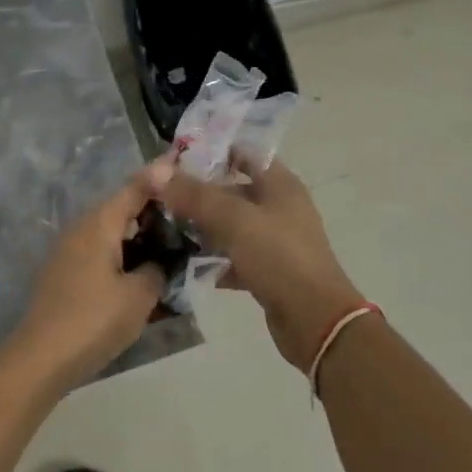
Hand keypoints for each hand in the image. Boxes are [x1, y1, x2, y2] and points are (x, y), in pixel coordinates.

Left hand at [14, 175, 164, 387]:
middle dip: (152, 210)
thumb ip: (156, 269)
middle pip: (121, 209)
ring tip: (169, 246)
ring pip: (110, 233)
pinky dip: (121, 256)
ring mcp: (68, 250)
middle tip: (186, 216)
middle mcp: (81, 228)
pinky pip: (100, 253)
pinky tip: (140, 274)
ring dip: (137, 237)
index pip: (135, 188)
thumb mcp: (139, 296)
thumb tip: (158, 261)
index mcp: (100, 223)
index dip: (159, 177)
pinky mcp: (63, 273)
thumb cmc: (94, 320)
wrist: (40, 359)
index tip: (180, 163)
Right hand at [147, 157, 364, 370]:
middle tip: (160, 195)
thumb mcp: (233, 220)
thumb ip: (194, 195)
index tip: (173, 160)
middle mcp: (279, 206)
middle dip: (198, 192)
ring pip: (231, 225)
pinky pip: (233, 256)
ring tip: (164, 227)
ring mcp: (274, 240)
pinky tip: (183, 263)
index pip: (243, 153)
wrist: (315, 320)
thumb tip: (155, 172)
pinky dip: (212, 259)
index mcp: (279, 183)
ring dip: (202, 226)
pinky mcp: (268, 270)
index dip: (210, 151)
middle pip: (232, 190)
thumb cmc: (279, 256)